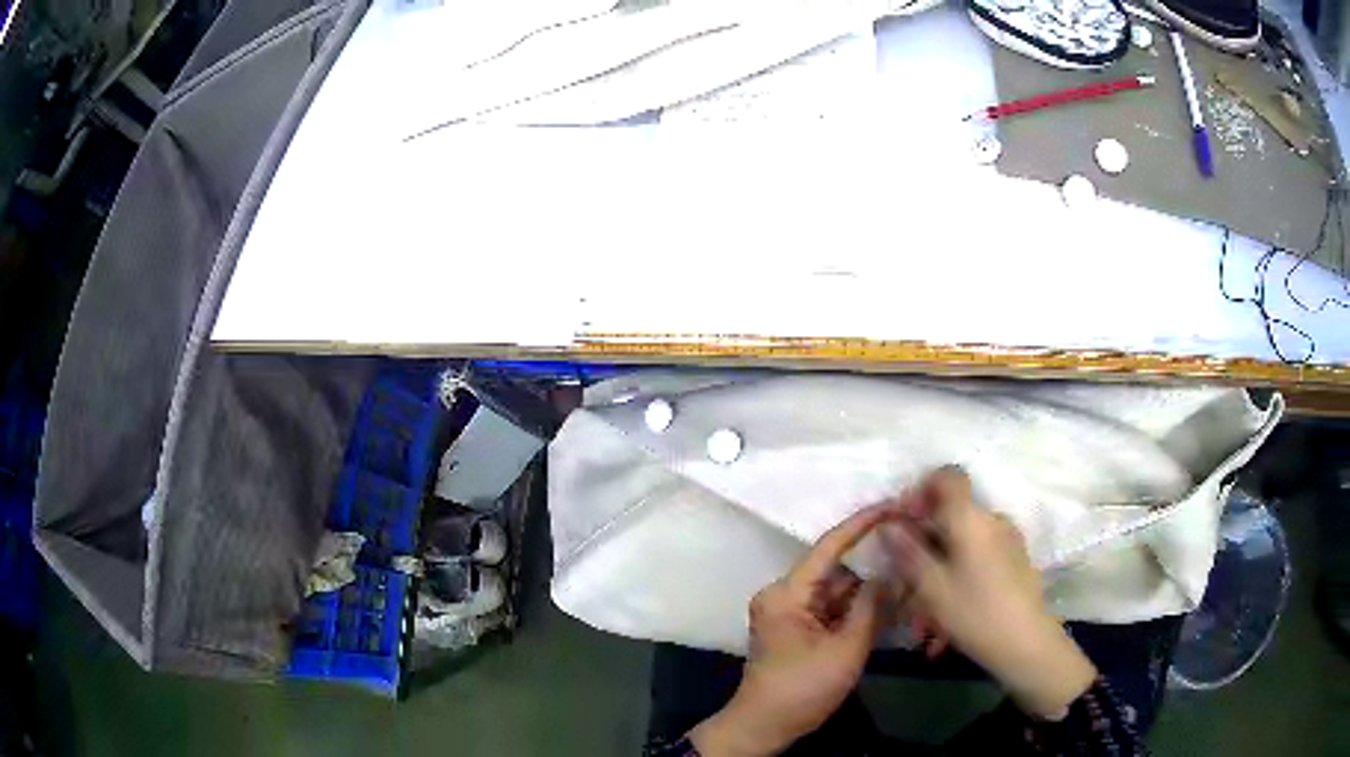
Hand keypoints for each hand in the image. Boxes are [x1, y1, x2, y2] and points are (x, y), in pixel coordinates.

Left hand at [690, 506, 889, 756]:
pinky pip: (832, 610)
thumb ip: (871, 607)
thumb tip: (891, 574)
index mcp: (787, 593)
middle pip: (837, 572)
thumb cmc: (802, 689)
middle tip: (911, 565)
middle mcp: (785, 595)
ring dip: (868, 596)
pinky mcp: (797, 628)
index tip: (892, 505)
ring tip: (906, 594)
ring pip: (838, 592)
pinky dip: (856, 612)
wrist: (765, 726)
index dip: (862, 524)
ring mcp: (790, 612)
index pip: (829, 547)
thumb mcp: (845, 649)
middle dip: (873, 573)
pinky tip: (887, 613)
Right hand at [883, 467, 1097, 719]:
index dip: (922, 489)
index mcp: (971, 518)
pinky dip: (959, 574)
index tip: (904, 520)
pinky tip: (947, 614)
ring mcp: (1007, 538)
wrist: (1024, 641)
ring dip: (940, 565)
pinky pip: (978, 555)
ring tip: (923, 611)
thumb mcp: (931, 587)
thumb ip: (908, 552)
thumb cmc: (974, 612)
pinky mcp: (1014, 559)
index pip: (948, 476)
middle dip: (924, 541)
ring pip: (963, 541)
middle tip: (905, 578)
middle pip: (951, 514)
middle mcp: (992, 519)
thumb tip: (888, 525)